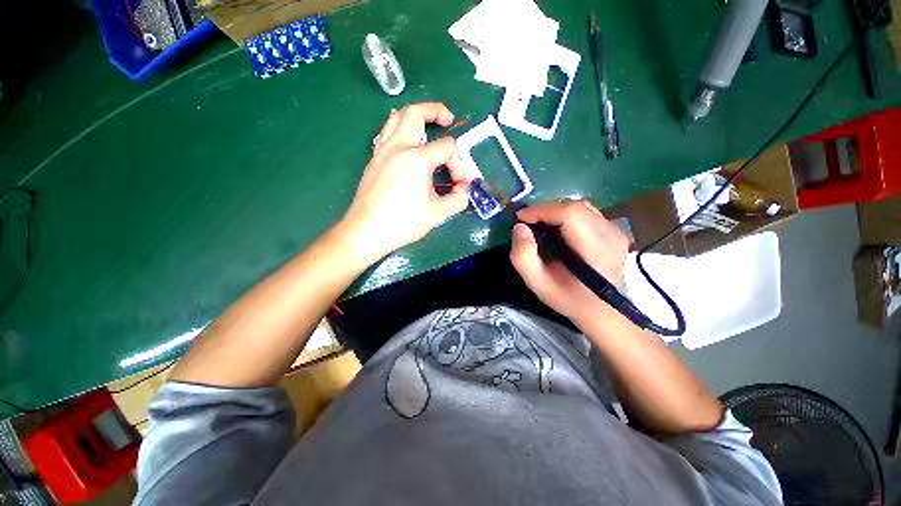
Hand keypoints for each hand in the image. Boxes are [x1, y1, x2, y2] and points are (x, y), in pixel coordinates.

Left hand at [339, 103, 470, 264]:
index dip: (458, 164)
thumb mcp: (438, 214)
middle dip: (435, 110)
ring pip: (397, 117)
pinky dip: (400, 128)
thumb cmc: (403, 223)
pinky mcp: (374, 159)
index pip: (447, 148)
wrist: (367, 231)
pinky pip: (386, 132)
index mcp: (417, 159)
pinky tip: (407, 143)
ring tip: (427, 126)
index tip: (457, 184)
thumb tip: (464, 189)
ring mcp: (382, 151)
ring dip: (415, 115)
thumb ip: (458, 199)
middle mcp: (398, 147)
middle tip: (447, 118)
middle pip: (416, 112)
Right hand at [510, 200, 630, 326]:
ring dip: (555, 211)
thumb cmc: (567, 298)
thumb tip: (519, 227)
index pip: (571, 214)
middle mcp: (611, 236)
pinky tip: (555, 227)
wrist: (598, 309)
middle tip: (527, 221)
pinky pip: (586, 212)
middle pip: (575, 207)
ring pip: (580, 206)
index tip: (521, 217)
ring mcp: (616, 232)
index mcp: (595, 251)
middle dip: (546, 209)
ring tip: (538, 222)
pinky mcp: (614, 231)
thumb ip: (523, 257)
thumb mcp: (537, 284)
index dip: (543, 210)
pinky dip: (565, 214)